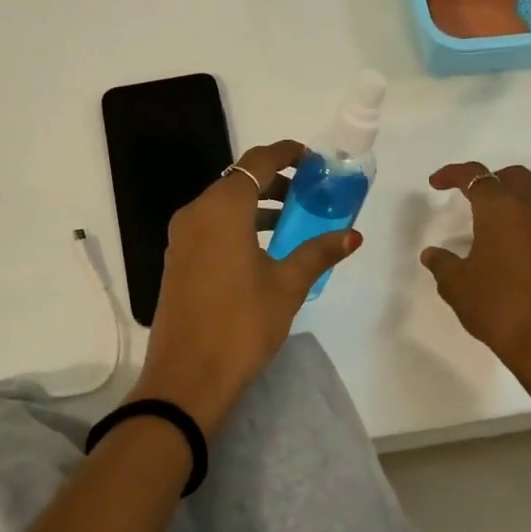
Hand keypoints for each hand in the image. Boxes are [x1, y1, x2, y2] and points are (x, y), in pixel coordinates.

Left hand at [134, 139, 361, 436]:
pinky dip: (238, 225)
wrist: (187, 377)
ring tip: (294, 220)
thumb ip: (318, 253)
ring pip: (223, 206)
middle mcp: (196, 213)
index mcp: (222, 209)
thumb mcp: (286, 286)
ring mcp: (182, 238)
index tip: (312, 159)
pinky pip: (211, 227)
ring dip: (257, 205)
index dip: (286, 154)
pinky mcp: (178, 260)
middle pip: (238, 181)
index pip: (257, 163)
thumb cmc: (241, 324)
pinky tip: (264, 248)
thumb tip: (352, 235)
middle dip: (275, 181)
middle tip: (310, 191)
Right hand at [420, 162, 530, 397]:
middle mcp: (530, 213)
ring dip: (506, 204)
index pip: (477, 176)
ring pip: (530, 201)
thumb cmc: (497, 305)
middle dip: (490, 179)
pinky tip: (499, 252)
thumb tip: (432, 254)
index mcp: (501, 210)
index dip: (453, 174)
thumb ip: (442, 264)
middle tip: (468, 195)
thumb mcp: (456, 285)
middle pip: (514, 178)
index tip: (435, 183)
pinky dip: (517, 227)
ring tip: (481, 226)